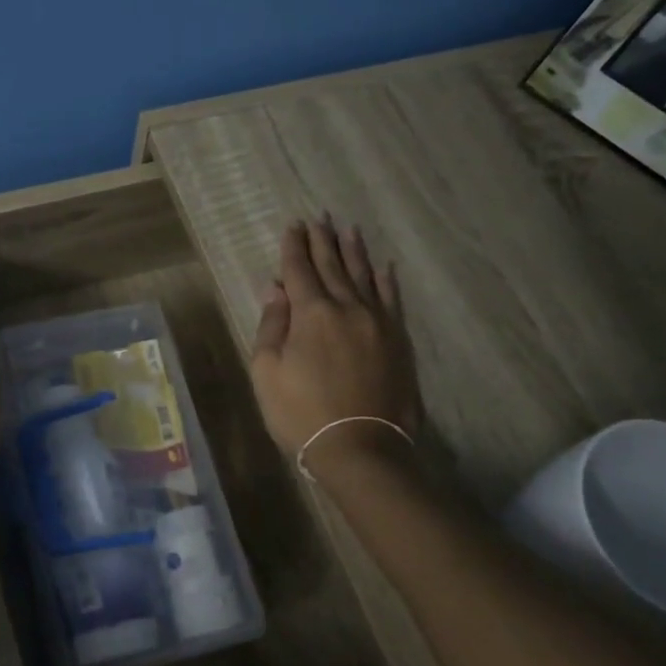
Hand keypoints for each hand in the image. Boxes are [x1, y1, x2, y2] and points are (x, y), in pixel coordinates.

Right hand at [249, 216, 420, 475]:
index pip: (299, 270)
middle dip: (323, 240)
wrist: (361, 448)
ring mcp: (378, 322)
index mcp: (311, 313)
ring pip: (364, 276)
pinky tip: (383, 267)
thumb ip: (271, 326)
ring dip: (354, 251)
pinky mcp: (398, 340)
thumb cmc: (301, 413)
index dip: (294, 247)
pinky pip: (392, 300)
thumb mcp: (267, 372)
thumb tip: (275, 289)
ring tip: (348, 229)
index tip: (293, 226)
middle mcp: (347, 307)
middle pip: (333, 266)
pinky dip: (386, 280)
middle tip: (319, 218)